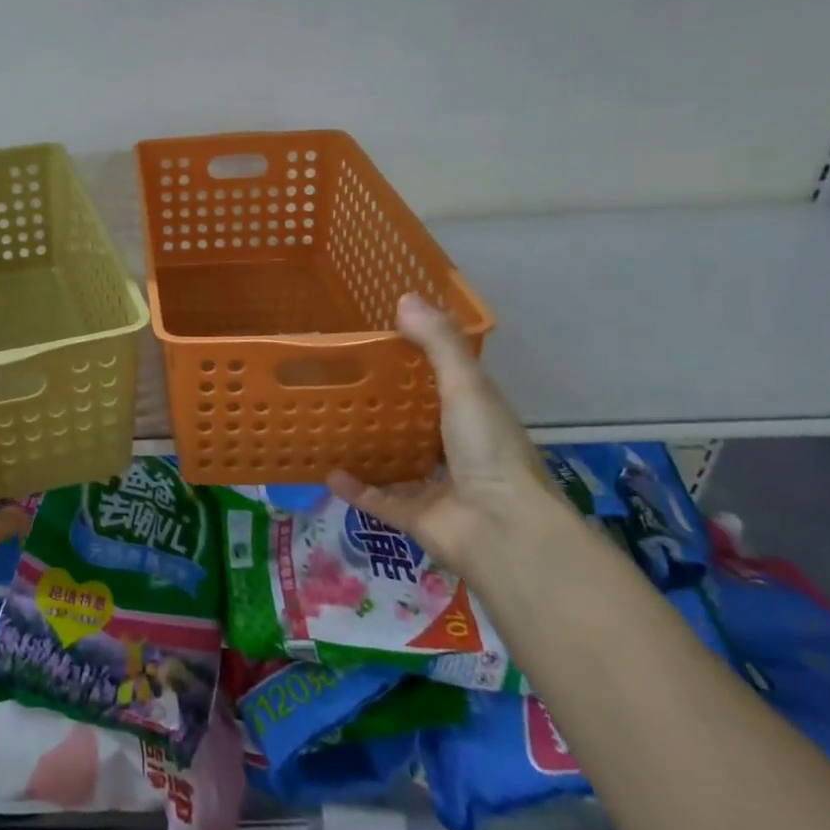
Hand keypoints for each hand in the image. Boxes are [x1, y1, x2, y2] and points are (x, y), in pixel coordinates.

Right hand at [328, 292, 559, 573]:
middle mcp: (458, 451)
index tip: (381, 339)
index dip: (418, 362)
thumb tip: (404, 297)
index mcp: (476, 418)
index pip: (446, 383)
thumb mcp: (466, 386)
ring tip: (330, 422)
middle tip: (342, 378)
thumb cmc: (489, 450)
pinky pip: (379, 500)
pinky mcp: (416, 518)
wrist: (502, 532)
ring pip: (398, 462)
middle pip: (418, 423)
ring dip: (370, 447)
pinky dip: (355, 488)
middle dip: (387, 405)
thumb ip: (438, 344)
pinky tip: (326, 471)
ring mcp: (438, 487)